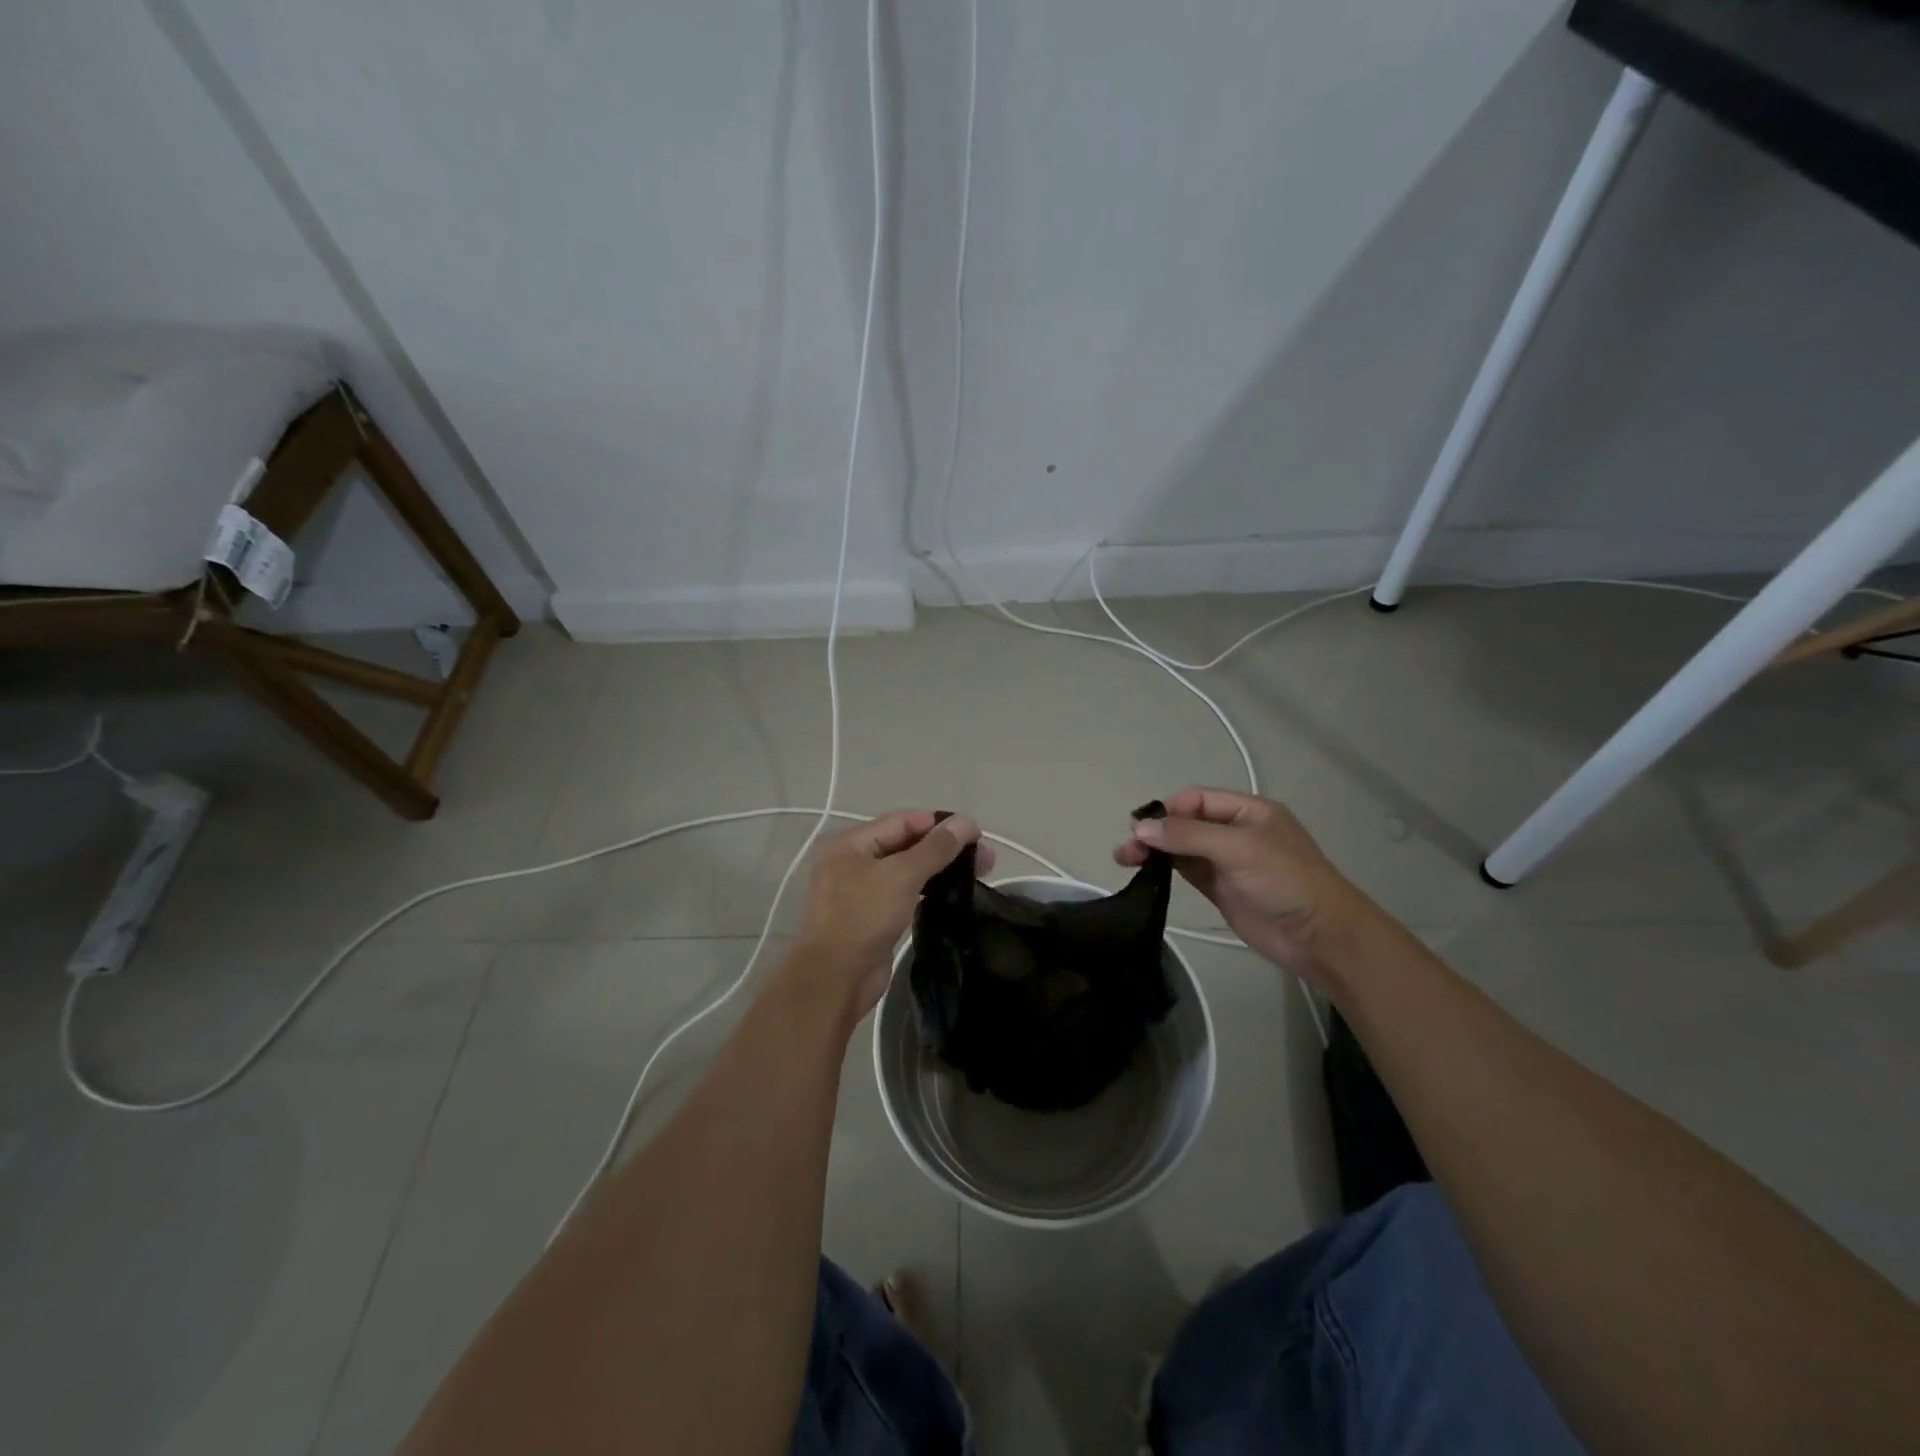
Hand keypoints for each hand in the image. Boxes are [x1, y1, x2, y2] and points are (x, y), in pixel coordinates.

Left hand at [788, 810, 992, 1021]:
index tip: (977, 835)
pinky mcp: (873, 916)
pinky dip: (927, 890)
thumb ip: (936, 848)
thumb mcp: (901, 876)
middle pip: (906, 844)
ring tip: (979, 874)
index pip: (903, 821)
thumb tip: (967, 821)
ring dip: (940, 870)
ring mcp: (861, 890)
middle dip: (945, 848)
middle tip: (986, 859)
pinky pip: (905, 894)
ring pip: (908, 870)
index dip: (940, 824)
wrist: (835, 980)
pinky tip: (954, 894)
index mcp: (851, 842)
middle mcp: (853, 860)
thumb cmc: (862, 917)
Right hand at [1115, 787, 1371, 986]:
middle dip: (1156, 831)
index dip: (1168, 809)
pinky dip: (1164, 870)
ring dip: (1154, 850)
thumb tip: (1141, 827)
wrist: (1320, 937)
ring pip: (1181, 848)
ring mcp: (1226, 862)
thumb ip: (1189, 835)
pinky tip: (1144, 872)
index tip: (1141, 826)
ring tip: (1125, 859)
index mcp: (1247, 811)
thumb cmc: (1286, 880)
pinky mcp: (1219, 889)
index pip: (1197, 799)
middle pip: (1185, 823)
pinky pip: (1186, 871)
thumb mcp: (1239, 848)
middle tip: (1127, 848)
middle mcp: (1235, 832)